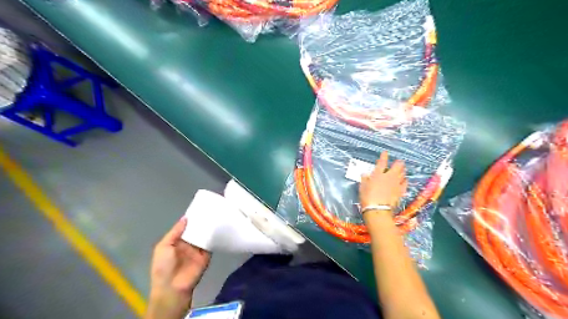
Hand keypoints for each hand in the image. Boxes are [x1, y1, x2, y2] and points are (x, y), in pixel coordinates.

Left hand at [145, 218, 211, 318]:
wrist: (173, 287)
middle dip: (202, 221)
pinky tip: (220, 227)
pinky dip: (215, 236)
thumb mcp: (164, 247)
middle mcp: (188, 243)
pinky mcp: (207, 255)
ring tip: (217, 214)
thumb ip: (175, 232)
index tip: (199, 207)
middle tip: (211, 208)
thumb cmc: (164, 266)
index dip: (191, 218)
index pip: (186, 227)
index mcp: (177, 241)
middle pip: (196, 230)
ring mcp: (198, 249)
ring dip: (209, 227)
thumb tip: (186, 218)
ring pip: (205, 235)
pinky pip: (211, 243)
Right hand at [358, 151, 407, 209]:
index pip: (382, 162)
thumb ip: (365, 179)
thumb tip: (365, 174)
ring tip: (402, 169)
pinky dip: (404, 180)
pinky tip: (404, 180)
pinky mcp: (400, 191)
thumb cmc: (367, 197)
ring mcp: (396, 184)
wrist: (378, 209)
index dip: (384, 156)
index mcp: (378, 174)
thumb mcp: (362, 187)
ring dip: (402, 171)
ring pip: (402, 174)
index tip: (385, 152)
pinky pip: (405, 183)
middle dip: (398, 163)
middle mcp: (389, 177)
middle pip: (397, 166)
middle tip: (398, 162)